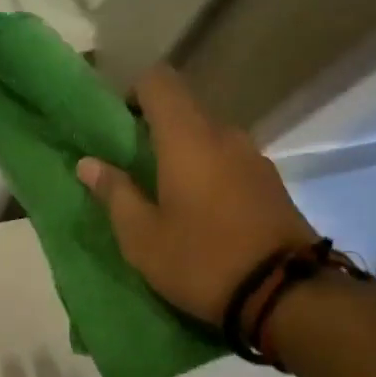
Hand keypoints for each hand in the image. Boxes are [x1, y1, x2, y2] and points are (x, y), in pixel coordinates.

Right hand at [77, 66, 316, 324]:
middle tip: (133, 171)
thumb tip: (88, 163)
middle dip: (154, 131)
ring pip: (208, 138)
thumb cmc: (201, 260)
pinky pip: (229, 161)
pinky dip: (208, 172)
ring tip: (166, 196)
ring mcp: (254, 158)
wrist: (286, 295)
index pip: (159, 81)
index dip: (133, 94)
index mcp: (188, 138)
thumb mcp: (142, 236)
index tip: (118, 129)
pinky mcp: (271, 183)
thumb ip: (114, 193)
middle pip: (184, 110)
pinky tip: (200, 212)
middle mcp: (225, 135)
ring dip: (183, 154)